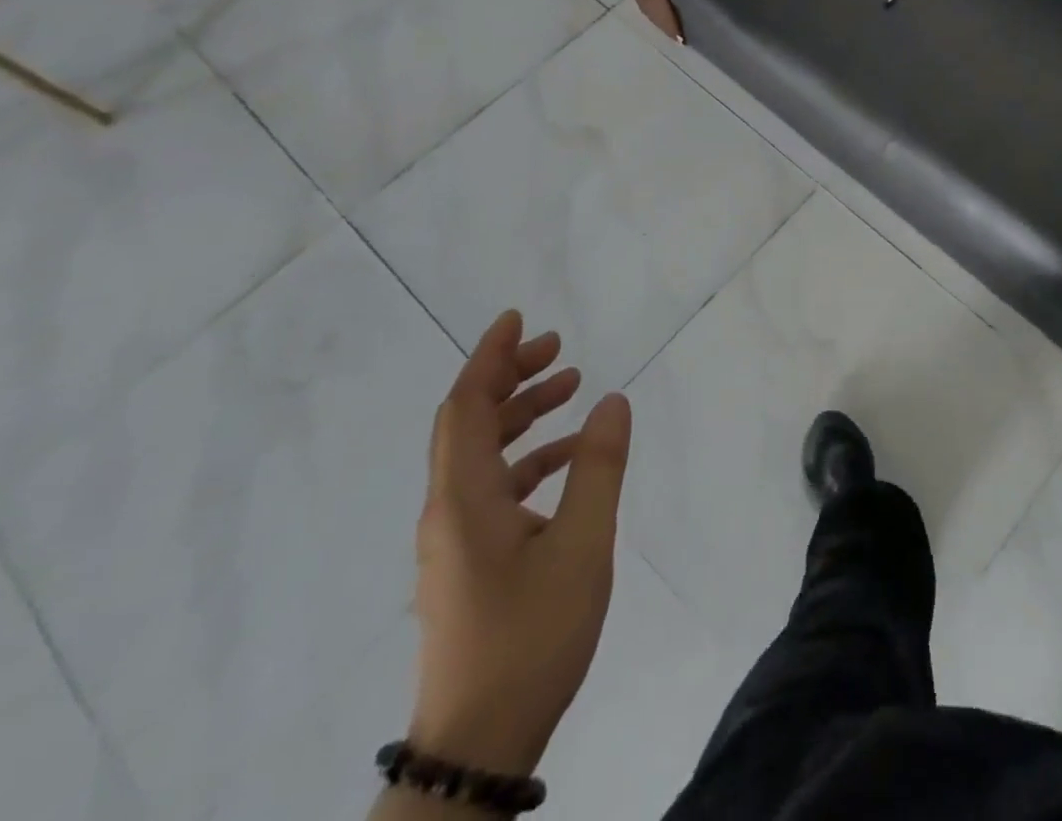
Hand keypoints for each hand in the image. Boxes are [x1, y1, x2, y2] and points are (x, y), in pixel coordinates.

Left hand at [409, 311, 631, 775]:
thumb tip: (612, 400)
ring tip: (571, 389)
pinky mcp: (468, 563)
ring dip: (522, 415)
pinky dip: (528, 459)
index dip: (489, 357)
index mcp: (465, 498)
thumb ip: (598, 467)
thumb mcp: (582, 546)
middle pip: (470, 422)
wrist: (478, 744)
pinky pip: (493, 488)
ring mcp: (455, 540)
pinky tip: (568, 463)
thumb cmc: (530, 637)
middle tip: (557, 348)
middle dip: (510, 376)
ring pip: (482, 454)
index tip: (516, 318)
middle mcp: (449, 510)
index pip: (467, 406)